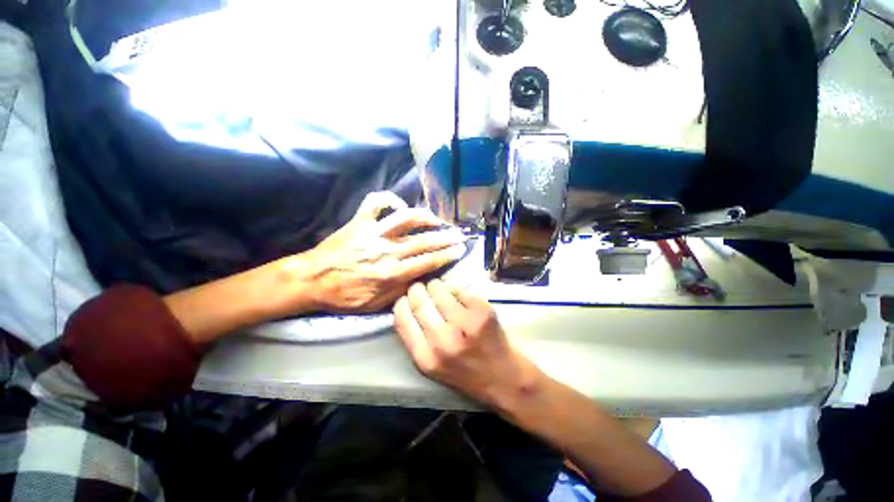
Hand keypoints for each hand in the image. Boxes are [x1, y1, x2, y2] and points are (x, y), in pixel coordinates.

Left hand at [299, 192, 467, 312]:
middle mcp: (386, 249)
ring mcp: (373, 232)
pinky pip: (375, 202)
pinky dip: (389, 200)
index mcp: (390, 272)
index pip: (427, 262)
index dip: (446, 255)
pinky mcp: (360, 221)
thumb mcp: (374, 304)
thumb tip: (420, 277)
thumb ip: (400, 291)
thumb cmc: (344, 295)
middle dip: (445, 237)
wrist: (311, 279)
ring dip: (425, 217)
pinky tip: (399, 207)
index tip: (460, 250)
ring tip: (437, 220)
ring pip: (405, 218)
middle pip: (423, 241)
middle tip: (460, 234)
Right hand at [393, 280, 541, 408]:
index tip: (407, 298)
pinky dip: (454, 288)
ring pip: (439, 289)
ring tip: (438, 289)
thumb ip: (414, 337)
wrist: (502, 378)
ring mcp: (465, 324)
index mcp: (425, 357)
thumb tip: (405, 304)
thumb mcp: (431, 364)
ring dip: (436, 286)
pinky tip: (456, 295)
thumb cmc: (463, 371)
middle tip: (421, 288)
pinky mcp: (482, 311)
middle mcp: (443, 340)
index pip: (402, 317)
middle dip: (417, 290)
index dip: (402, 302)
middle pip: (419, 300)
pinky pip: (459, 289)